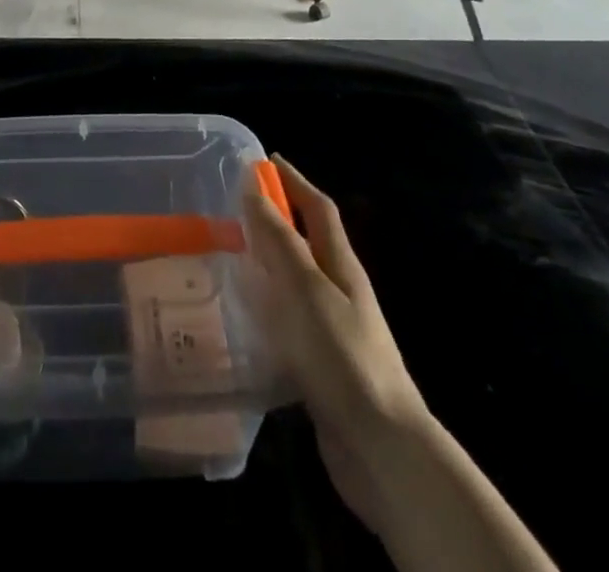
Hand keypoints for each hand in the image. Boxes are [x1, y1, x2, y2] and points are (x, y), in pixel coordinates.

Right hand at [244, 155, 429, 540]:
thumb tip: (254, 186)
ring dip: (266, 263)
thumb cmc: (343, 355)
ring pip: (295, 282)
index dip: (294, 180)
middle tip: (232, 209)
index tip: (264, 160)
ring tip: (226, 257)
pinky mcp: (320, 364)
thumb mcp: (307, 288)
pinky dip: (266, 308)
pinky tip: (241, 318)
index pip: (319, 208)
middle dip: (276, 219)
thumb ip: (280, 240)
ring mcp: (332, 329)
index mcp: (341, 265)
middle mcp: (339, 290)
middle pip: (307, 242)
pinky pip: (288, 320)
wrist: (381, 447)